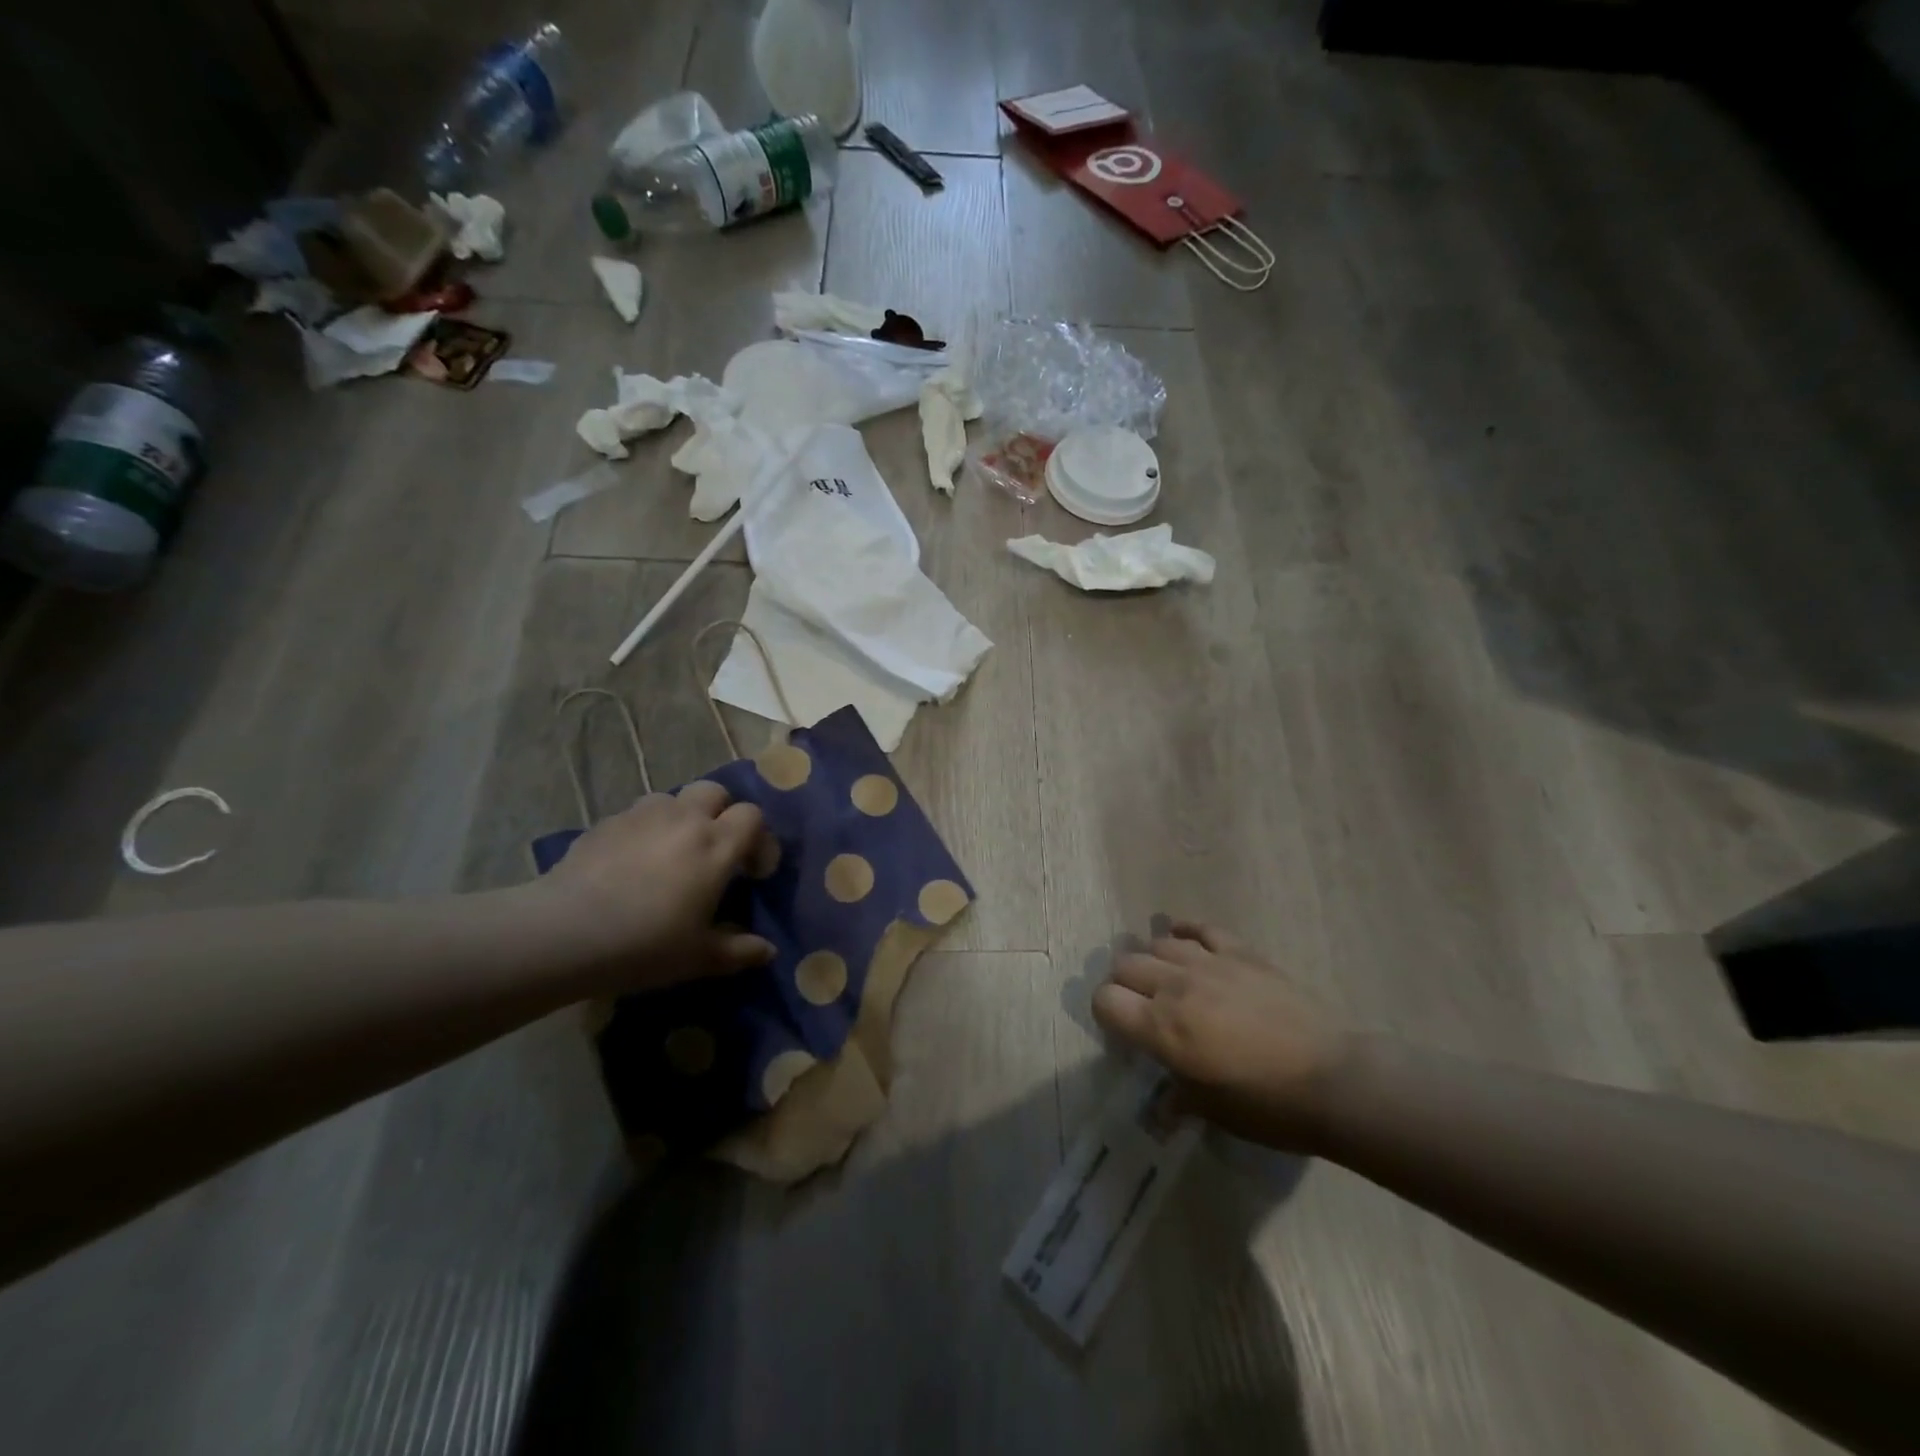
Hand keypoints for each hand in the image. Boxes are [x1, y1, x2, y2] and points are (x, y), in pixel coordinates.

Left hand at [533, 781, 774, 993]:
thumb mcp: (699, 957)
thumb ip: (739, 951)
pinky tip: (630, 863)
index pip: (752, 816)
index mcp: (716, 845)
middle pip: (716, 792)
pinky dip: (644, 831)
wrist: (564, 933)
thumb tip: (768, 951)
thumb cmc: (645, 944)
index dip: (760, 840)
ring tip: (670, 852)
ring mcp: (642, 816)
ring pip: (673, 799)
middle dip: (722, 813)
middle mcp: (684, 818)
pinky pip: (636, 816)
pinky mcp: (606, 822)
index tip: (752, 872)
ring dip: (680, 818)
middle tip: (714, 850)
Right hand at [1092, 922, 1349, 1151]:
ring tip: (1163, 975)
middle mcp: (1175, 987)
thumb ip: (1177, 1097)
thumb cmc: (1267, 1105)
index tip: (1118, 1026)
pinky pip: (1201, 929)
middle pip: (1125, 965)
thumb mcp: (1213, 1111)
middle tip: (1139, 1003)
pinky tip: (1183, 938)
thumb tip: (1162, 1106)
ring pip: (1158, 943)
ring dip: (1152, 959)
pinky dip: (1185, 932)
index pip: (1105, 1001)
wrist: (1333, 1079)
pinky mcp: (1240, 952)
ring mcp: (1208, 963)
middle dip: (1123, 983)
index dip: (1104, 1011)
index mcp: (1161, 1029)